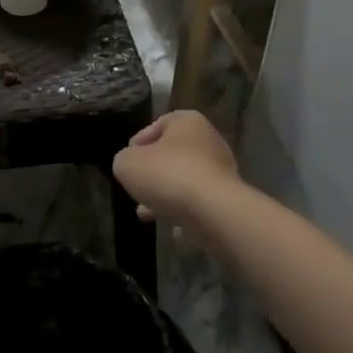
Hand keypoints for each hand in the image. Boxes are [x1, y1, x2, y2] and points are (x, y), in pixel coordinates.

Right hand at [113, 111, 241, 225]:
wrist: (214, 212)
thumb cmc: (168, 175)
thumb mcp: (127, 163)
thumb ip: (124, 160)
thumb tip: (131, 166)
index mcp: (188, 122)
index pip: (159, 124)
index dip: (140, 141)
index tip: (128, 160)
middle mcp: (209, 142)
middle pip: (173, 155)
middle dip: (153, 173)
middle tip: (136, 188)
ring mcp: (222, 172)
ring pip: (185, 181)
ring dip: (166, 196)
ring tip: (145, 214)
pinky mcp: (228, 200)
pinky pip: (200, 204)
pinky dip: (186, 214)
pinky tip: (172, 229)